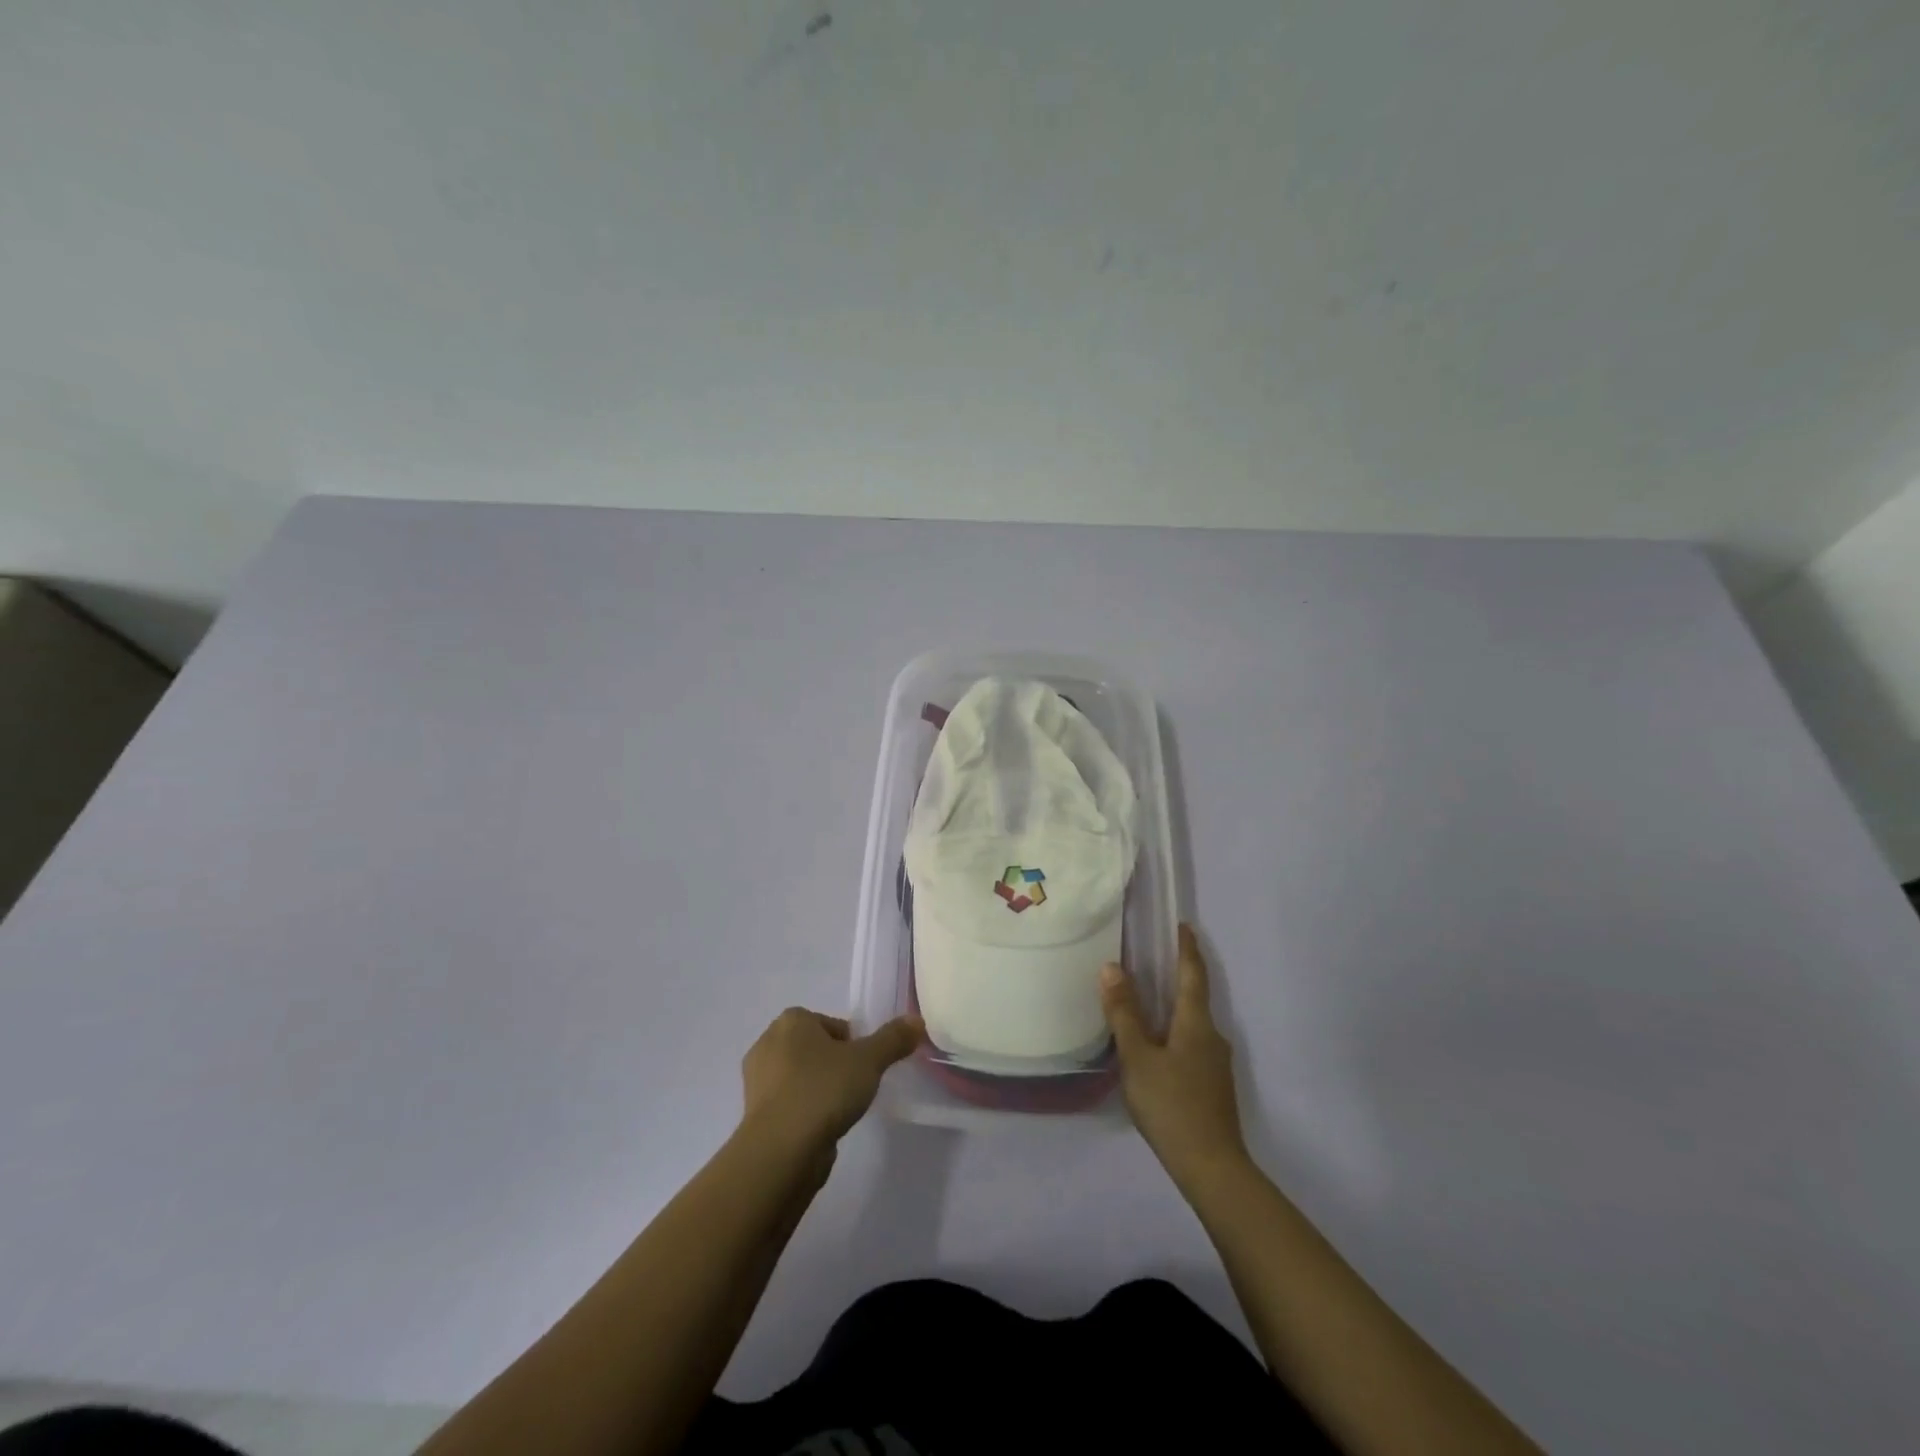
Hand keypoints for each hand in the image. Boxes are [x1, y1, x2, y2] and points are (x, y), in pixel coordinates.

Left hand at [740, 1009, 922, 1154]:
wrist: (781, 1151)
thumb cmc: (824, 1090)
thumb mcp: (869, 1060)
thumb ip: (893, 1039)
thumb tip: (916, 1020)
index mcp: (791, 1021)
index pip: (831, 1024)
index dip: (852, 1044)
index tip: (863, 1066)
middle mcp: (768, 1043)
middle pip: (814, 1048)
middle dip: (834, 1065)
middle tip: (854, 1087)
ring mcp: (757, 1081)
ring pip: (800, 1077)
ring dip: (818, 1090)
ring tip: (839, 1111)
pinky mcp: (754, 1115)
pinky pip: (788, 1104)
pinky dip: (804, 1112)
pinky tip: (820, 1130)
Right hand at [1101, 925, 1247, 1190]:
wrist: (1212, 1168)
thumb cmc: (1172, 1105)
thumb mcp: (1138, 1057)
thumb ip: (1124, 1013)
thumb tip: (1113, 967)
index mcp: (1196, 1023)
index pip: (1193, 974)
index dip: (1188, 949)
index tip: (1183, 926)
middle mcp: (1212, 1036)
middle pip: (1195, 997)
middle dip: (1177, 976)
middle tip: (1152, 960)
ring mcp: (1216, 1064)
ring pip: (1192, 1024)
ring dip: (1173, 1007)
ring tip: (1146, 1002)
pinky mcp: (1213, 1086)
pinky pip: (1191, 1045)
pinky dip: (1174, 1032)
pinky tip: (1155, 1047)